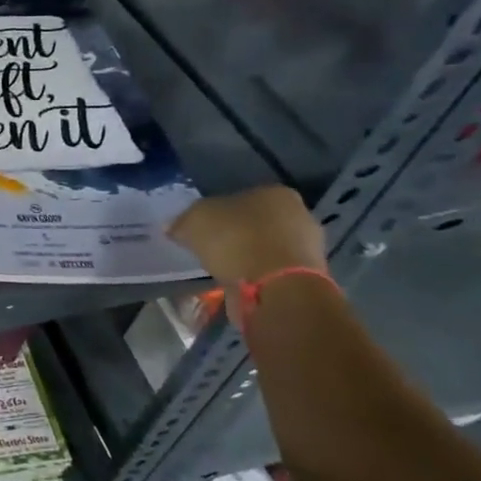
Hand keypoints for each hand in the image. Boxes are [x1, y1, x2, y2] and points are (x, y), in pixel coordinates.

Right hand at [167, 186, 326, 285]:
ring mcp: (308, 248)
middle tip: (211, 250)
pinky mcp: (308, 278)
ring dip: (246, 258)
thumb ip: (183, 221)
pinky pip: (271, 272)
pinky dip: (255, 277)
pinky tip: (238, 285)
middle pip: (256, 223)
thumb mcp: (195, 222)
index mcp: (275, 193)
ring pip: (265, 248)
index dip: (218, 213)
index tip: (202, 229)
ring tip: (222, 271)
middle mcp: (299, 215)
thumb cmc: (237, 240)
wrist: (276, 288)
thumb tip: (172, 226)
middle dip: (235, 235)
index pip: (241, 197)